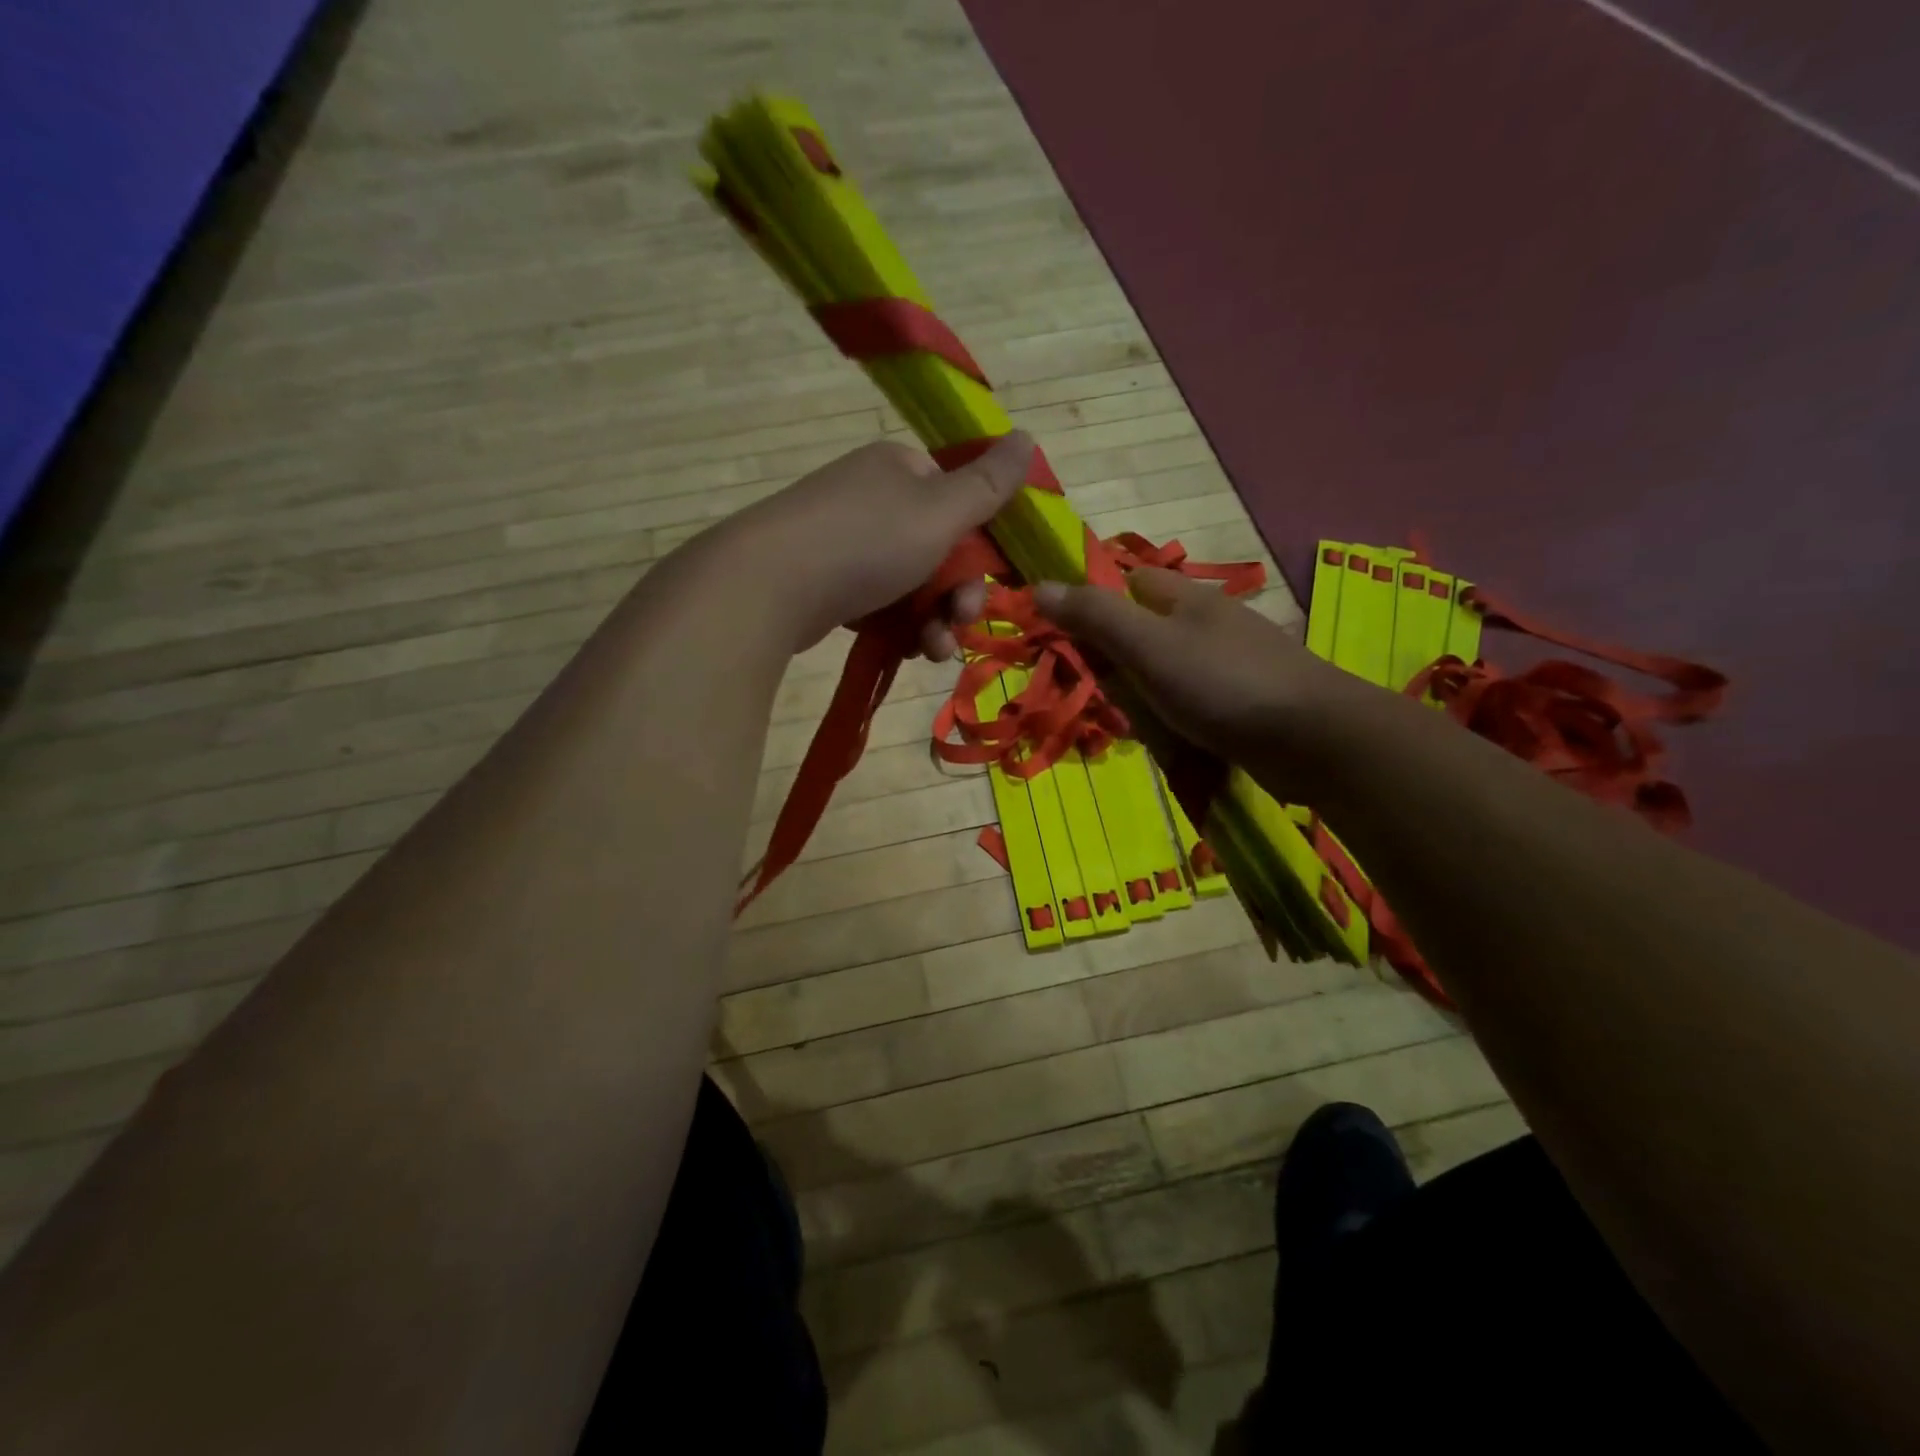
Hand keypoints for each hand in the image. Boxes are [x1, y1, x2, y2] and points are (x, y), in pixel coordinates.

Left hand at [721, 433, 1035, 656]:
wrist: (768, 585)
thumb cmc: (866, 542)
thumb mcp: (940, 512)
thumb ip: (988, 485)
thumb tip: (1028, 436)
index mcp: (902, 470)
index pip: (959, 503)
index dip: (978, 550)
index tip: (986, 587)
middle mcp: (874, 497)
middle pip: (938, 551)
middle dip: (957, 597)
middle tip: (957, 627)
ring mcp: (845, 540)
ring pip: (910, 584)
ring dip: (932, 621)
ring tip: (931, 652)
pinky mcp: (825, 581)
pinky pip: (877, 603)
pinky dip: (896, 626)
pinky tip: (904, 650)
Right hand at [1034, 566, 1383, 801]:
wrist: (1313, 737)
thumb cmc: (1221, 682)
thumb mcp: (1146, 646)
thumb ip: (1095, 617)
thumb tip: (1039, 587)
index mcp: (1187, 599)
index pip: (1131, 581)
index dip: (1097, 599)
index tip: (1067, 635)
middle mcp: (1212, 622)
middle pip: (1149, 626)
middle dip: (1117, 654)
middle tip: (1093, 689)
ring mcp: (1235, 661)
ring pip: (1172, 665)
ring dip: (1145, 688)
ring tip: (1127, 720)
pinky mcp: (1250, 698)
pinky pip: (1197, 696)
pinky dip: (1176, 710)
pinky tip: (1170, 733)